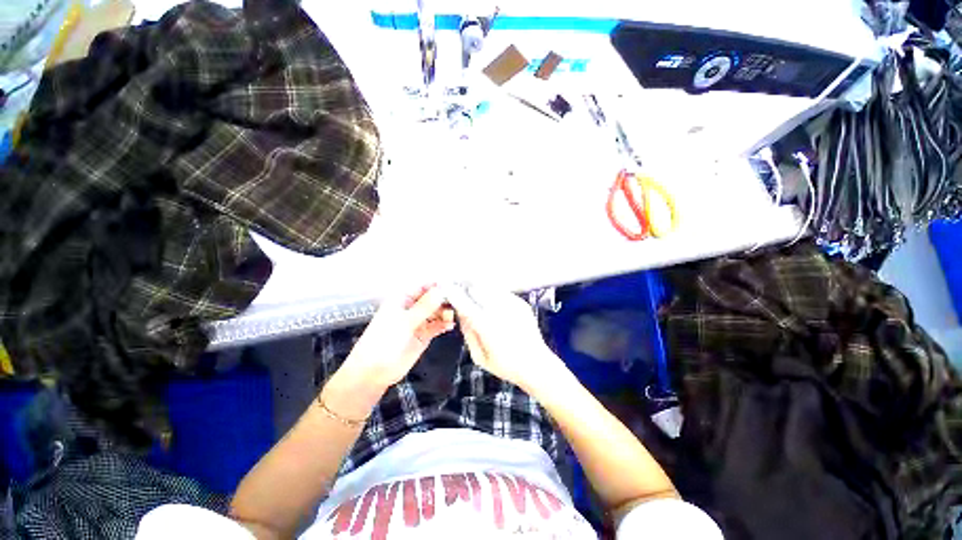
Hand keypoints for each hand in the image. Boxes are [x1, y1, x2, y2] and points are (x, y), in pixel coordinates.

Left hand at [340, 285, 454, 390]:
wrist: (374, 371)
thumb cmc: (383, 341)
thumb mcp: (404, 321)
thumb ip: (424, 306)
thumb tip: (441, 290)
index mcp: (403, 299)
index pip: (423, 286)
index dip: (437, 285)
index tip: (453, 286)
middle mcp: (412, 308)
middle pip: (433, 298)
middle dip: (444, 299)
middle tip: (459, 301)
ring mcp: (419, 321)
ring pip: (437, 311)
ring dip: (446, 312)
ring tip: (453, 315)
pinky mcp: (424, 334)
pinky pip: (437, 325)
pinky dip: (444, 324)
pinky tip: (450, 325)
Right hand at [443, 284, 560, 392]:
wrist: (537, 364)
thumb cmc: (506, 366)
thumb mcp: (479, 357)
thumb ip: (468, 333)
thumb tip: (462, 314)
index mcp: (487, 326)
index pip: (465, 303)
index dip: (454, 293)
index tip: (446, 287)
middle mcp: (500, 311)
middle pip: (477, 288)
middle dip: (466, 287)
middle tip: (460, 290)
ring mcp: (513, 305)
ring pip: (490, 287)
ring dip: (480, 288)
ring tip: (475, 293)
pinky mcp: (521, 303)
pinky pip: (502, 292)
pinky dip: (493, 293)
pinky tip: (493, 303)